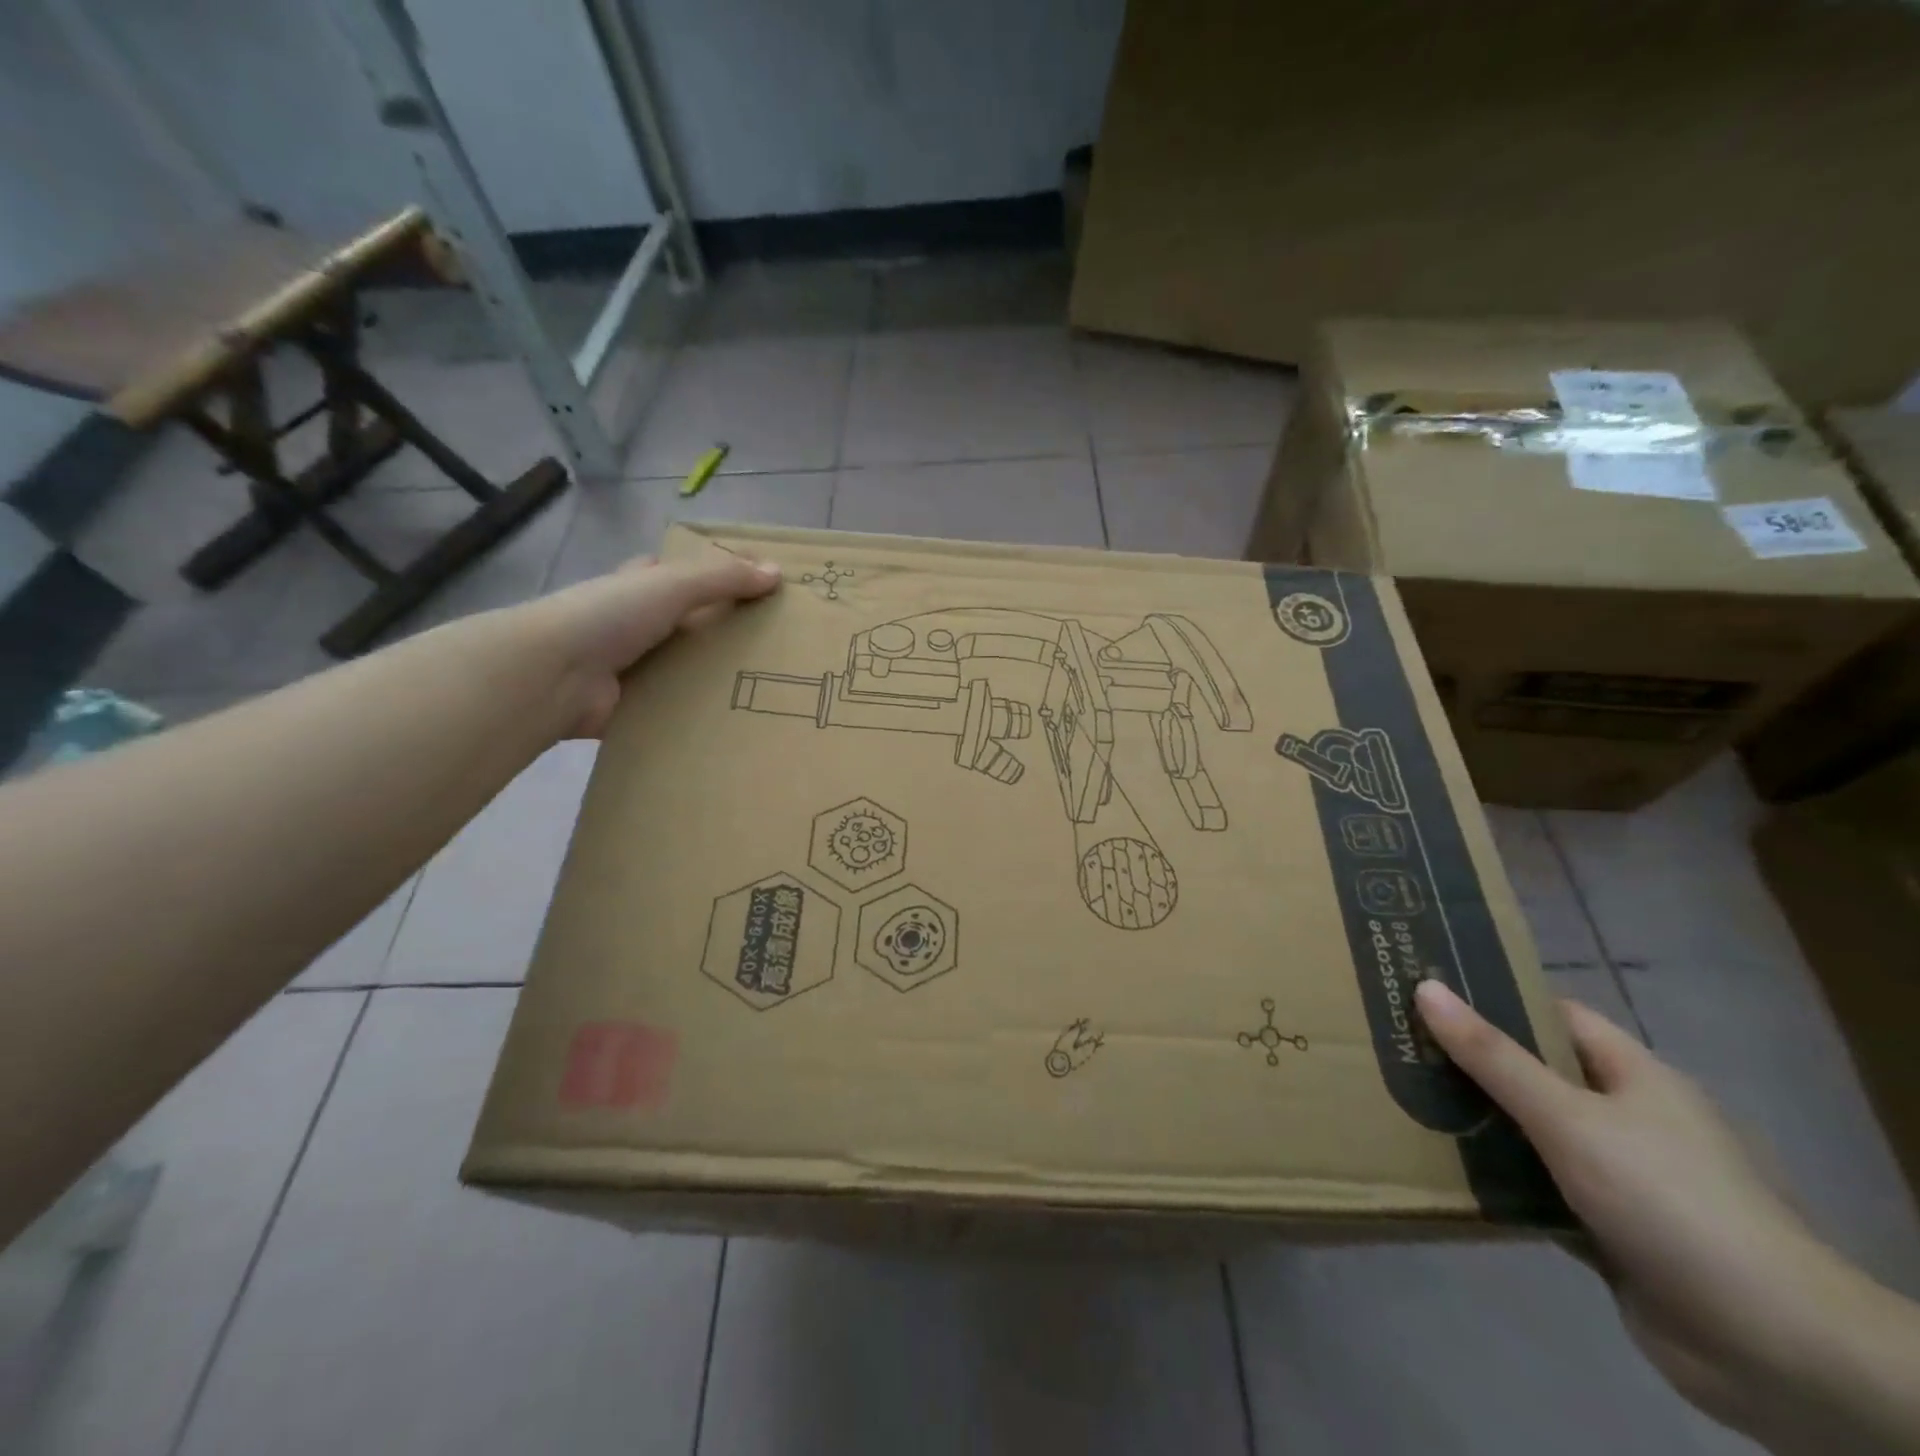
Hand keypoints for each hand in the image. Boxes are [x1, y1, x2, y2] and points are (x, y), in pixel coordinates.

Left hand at [517, 549, 780, 737]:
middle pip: (690, 624)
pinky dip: (699, 714)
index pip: (682, 574)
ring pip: (685, 668)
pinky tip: (737, 719)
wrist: (555, 675)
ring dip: (716, 676)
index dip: (717, 576)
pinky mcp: (633, 707)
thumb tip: (777, 573)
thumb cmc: (610, 615)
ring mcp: (633, 667)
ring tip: (770, 685)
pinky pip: (675, 708)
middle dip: (725, 631)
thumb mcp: (672, 584)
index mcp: (640, 587)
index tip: (761, 589)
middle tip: (778, 645)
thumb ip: (723, 578)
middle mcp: (636, 624)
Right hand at [1415, 980, 1909, 1450]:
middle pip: (1536, 1074)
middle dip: (1472, 1063)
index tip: (1427, 989)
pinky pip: (1537, 1189)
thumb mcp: (1570, 1119)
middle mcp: (1628, 1119)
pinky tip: (1443, 1170)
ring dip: (1478, 1125)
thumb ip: (1493, 1057)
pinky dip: (1497, 1181)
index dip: (1495, 997)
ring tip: (1403, 1100)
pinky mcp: (1608, 1230)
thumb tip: (1425, 987)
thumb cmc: (1670, 1201)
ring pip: (1532, 1134)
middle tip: (1398, 1044)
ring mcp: (1620, 1177)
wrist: (1775, 1350)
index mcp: (1634, 1077)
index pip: (1554, 1015)